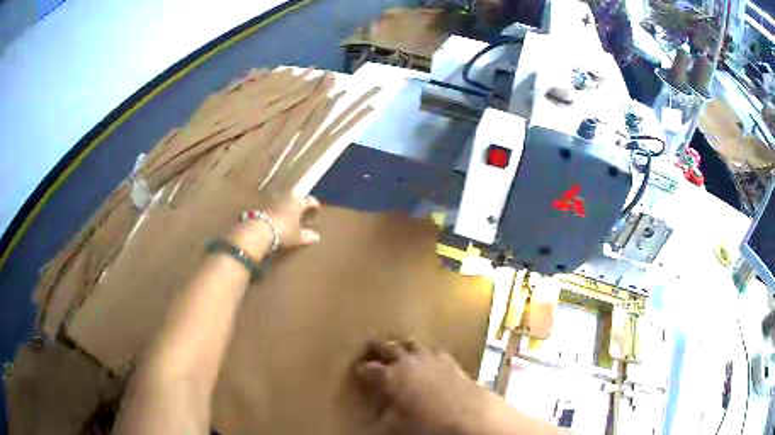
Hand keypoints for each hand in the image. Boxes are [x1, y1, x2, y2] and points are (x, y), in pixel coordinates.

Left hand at [229, 194, 319, 258]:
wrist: (259, 231)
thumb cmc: (283, 231)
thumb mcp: (297, 236)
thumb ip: (307, 235)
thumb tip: (317, 237)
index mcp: (298, 203)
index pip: (308, 201)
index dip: (313, 204)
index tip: (317, 207)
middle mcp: (286, 198)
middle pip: (295, 198)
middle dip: (299, 203)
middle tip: (302, 209)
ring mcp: (273, 201)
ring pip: (283, 201)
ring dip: (287, 205)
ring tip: (290, 213)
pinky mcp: (263, 207)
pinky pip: (274, 206)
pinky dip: (278, 210)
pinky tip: (277, 217)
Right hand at [355, 340, 489, 434]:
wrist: (468, 414)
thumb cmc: (428, 423)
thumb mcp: (398, 425)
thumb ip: (386, 415)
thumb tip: (381, 411)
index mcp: (390, 377)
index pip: (370, 369)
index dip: (363, 369)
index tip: (359, 369)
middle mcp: (407, 362)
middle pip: (388, 347)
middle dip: (378, 347)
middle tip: (372, 347)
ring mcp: (429, 357)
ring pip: (411, 342)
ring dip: (402, 345)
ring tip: (399, 348)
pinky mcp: (448, 358)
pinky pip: (432, 348)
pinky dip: (424, 350)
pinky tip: (426, 355)